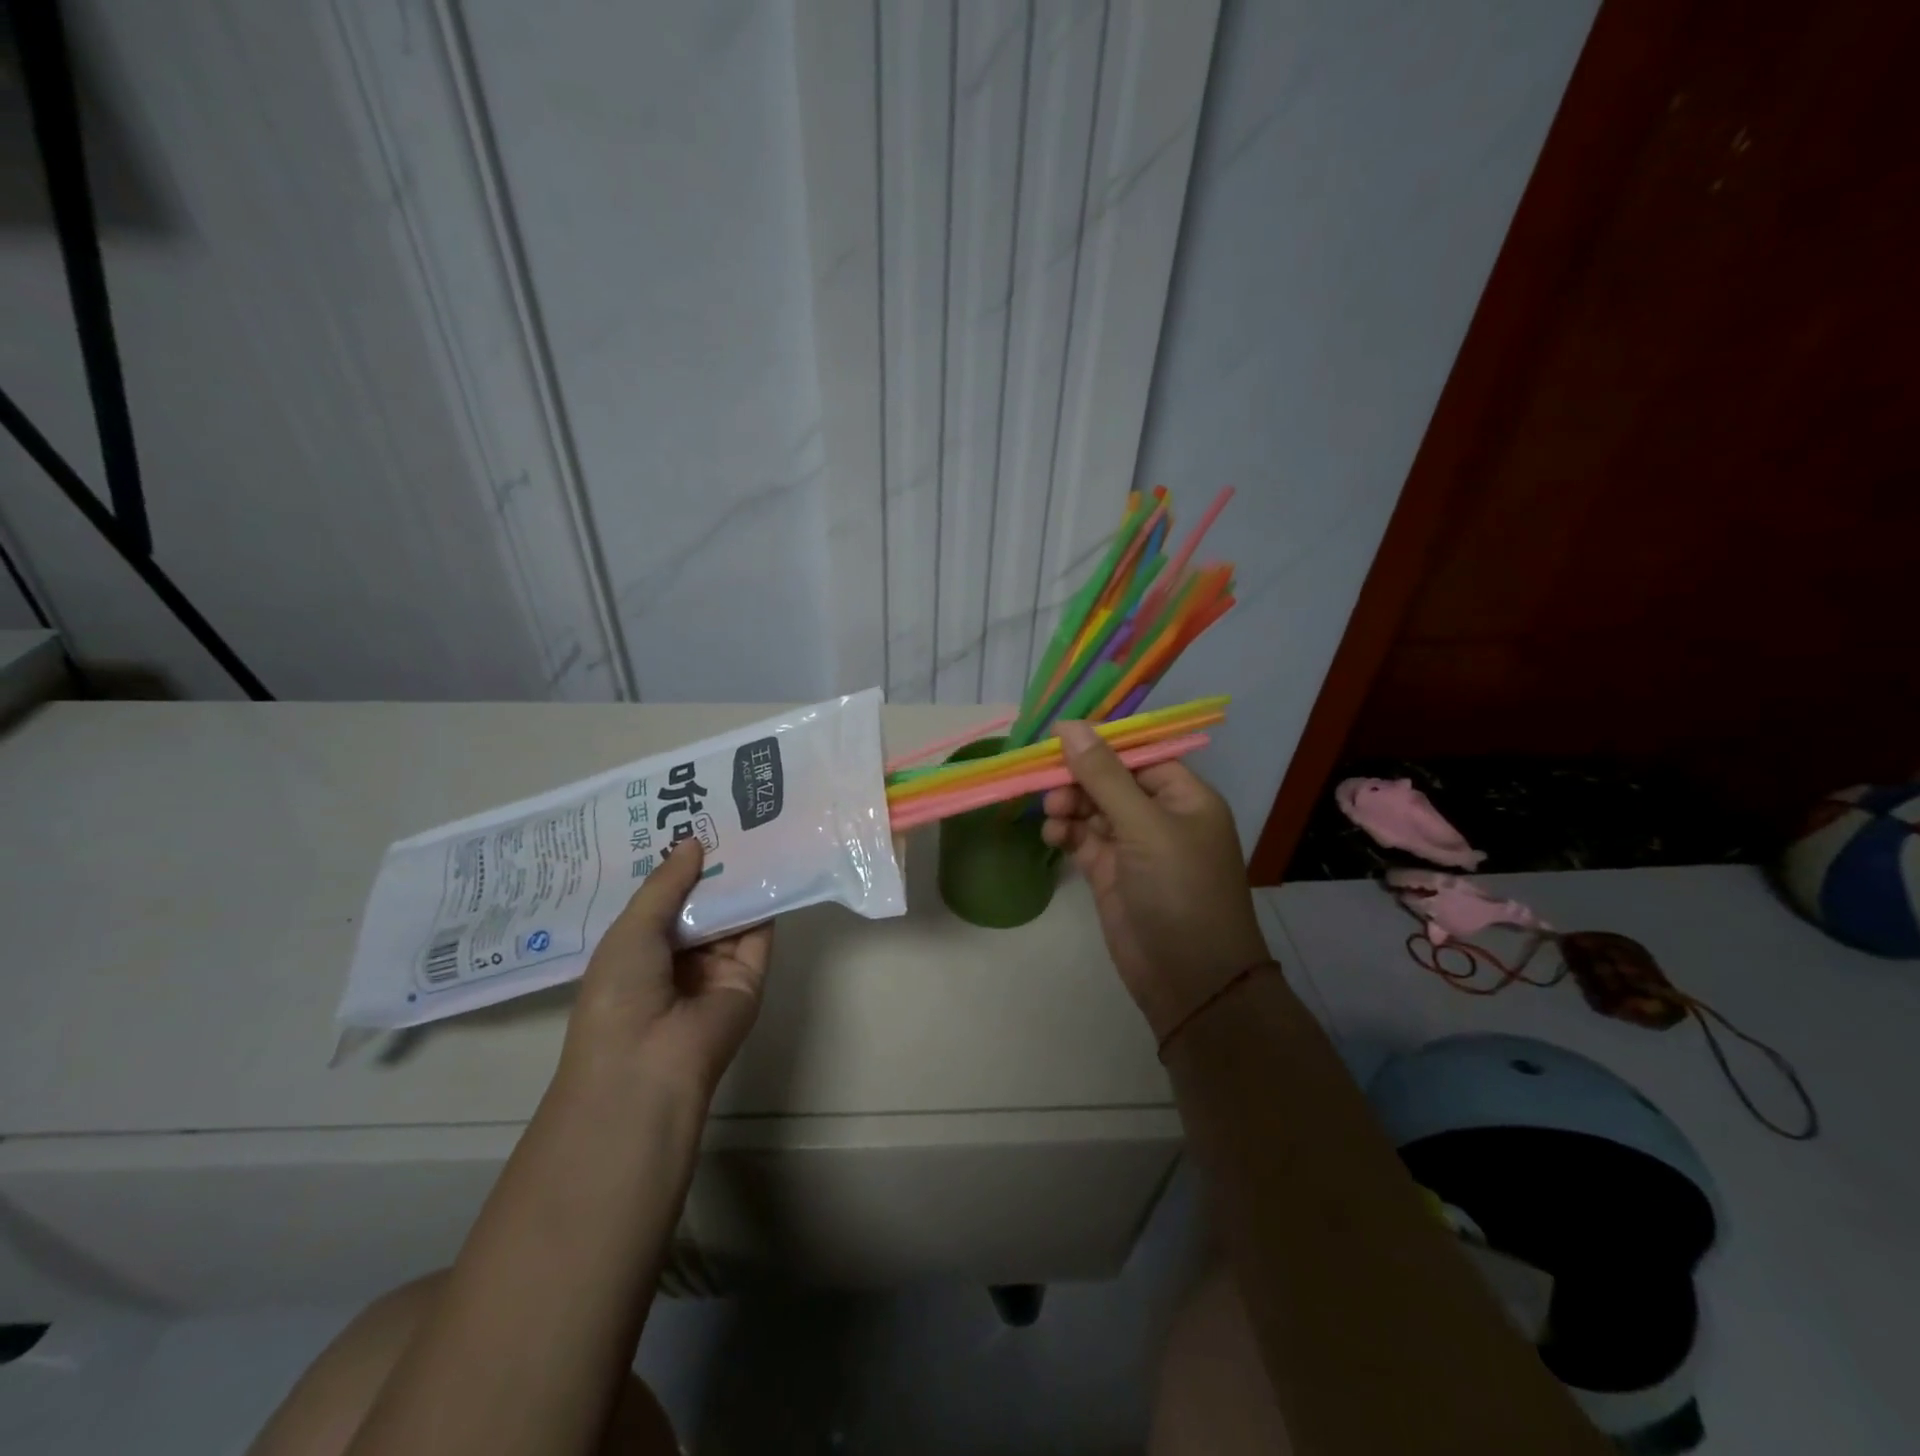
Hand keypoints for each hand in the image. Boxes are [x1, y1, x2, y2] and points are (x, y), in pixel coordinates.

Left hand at [562, 839, 772, 1096]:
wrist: (649, 1063)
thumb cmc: (620, 992)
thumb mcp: (632, 929)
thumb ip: (666, 884)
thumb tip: (693, 842)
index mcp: (639, 950)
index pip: (662, 900)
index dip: (674, 866)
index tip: (688, 822)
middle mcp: (678, 957)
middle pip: (700, 904)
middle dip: (710, 867)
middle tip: (726, 816)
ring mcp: (716, 968)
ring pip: (731, 914)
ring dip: (739, 880)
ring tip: (753, 828)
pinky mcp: (750, 976)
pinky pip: (758, 934)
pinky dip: (765, 902)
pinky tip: (772, 864)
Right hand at [1042, 721, 1270, 1042]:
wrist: (1189, 980)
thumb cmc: (1179, 891)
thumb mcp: (1144, 826)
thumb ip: (1104, 776)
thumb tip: (1069, 725)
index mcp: (1184, 797)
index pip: (1138, 755)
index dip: (1099, 745)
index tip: (1057, 738)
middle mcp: (1160, 817)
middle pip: (1110, 780)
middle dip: (1078, 779)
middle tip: (1047, 786)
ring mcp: (1134, 847)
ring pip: (1093, 809)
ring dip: (1069, 806)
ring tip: (1052, 814)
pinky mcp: (1111, 874)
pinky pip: (1083, 840)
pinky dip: (1066, 834)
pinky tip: (1052, 836)